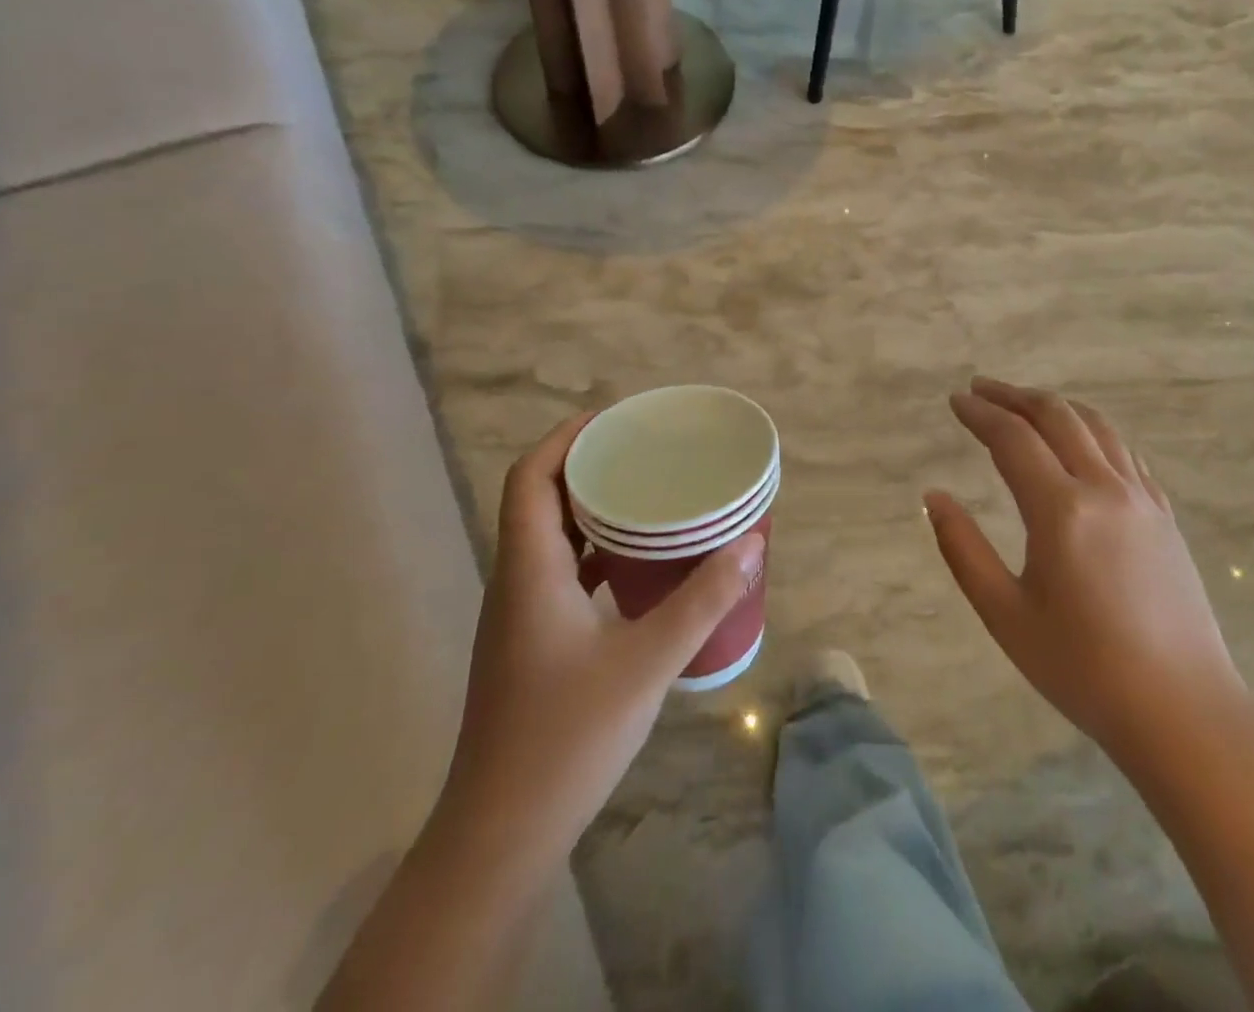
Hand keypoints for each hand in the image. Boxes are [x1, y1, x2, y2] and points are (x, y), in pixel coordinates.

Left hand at [444, 414, 764, 857]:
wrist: (502, 835)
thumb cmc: (566, 738)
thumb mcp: (647, 662)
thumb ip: (702, 600)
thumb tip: (750, 543)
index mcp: (530, 569)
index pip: (530, 477)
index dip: (566, 437)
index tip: (616, 418)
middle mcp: (518, 580)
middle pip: (540, 498)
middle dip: (588, 464)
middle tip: (646, 451)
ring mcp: (521, 614)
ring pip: (551, 536)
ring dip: (593, 508)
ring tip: (649, 495)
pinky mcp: (533, 642)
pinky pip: (563, 572)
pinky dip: (597, 551)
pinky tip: (640, 565)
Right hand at [924, 378, 1245, 755]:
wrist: (1183, 711)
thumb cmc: (1082, 668)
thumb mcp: (1005, 614)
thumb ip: (963, 549)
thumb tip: (934, 497)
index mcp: (1061, 510)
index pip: (1013, 439)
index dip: (980, 414)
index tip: (955, 400)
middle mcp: (1104, 488)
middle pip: (1056, 416)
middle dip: (1014, 396)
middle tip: (981, 389)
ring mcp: (1142, 498)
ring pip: (1096, 426)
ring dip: (1054, 406)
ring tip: (1023, 402)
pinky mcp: (1164, 515)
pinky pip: (1125, 451)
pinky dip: (1092, 430)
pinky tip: (1080, 439)